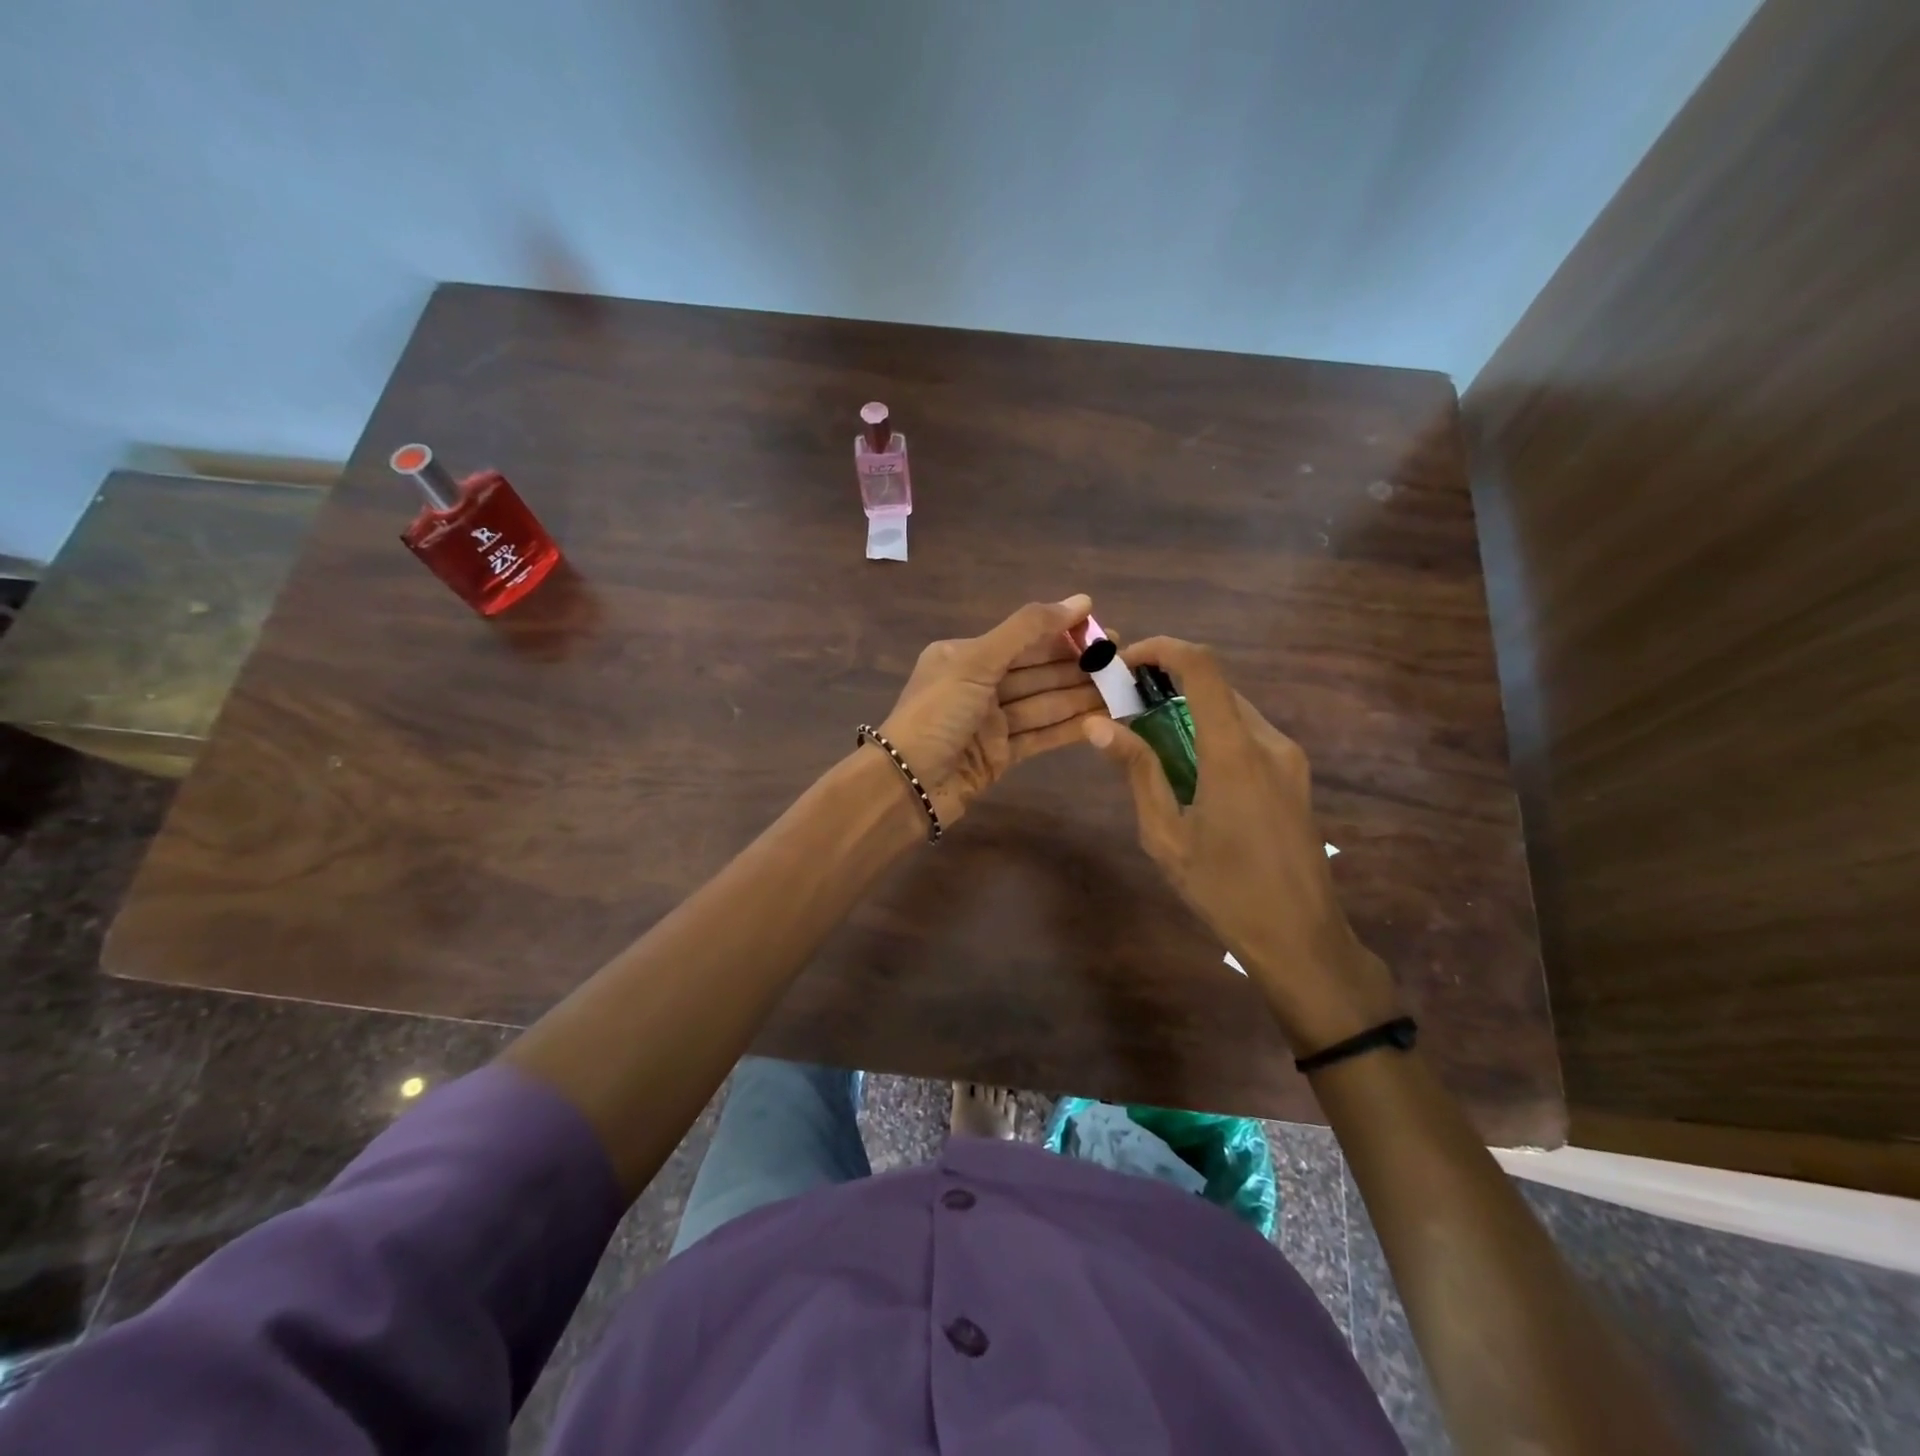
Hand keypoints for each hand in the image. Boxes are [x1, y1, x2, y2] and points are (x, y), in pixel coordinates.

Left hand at [879, 595, 1102, 825]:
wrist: (907, 785)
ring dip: (1081, 697)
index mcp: (966, 656)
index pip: (1024, 640)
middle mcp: (978, 686)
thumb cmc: (937, 714)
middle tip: (1124, 663)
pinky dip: (1069, 728)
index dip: (1065, 635)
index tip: (1105, 632)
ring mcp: (991, 723)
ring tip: (1123, 690)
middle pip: (1038, 672)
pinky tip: (1102, 720)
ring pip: (1044, 704)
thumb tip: (1080, 600)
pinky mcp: (1001, 756)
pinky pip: (1041, 735)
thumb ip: (1027, 630)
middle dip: (1079, 667)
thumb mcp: (976, 661)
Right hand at [1082, 636, 1399, 1051]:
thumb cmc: (1225, 890)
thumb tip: (1097, 725)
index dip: (1161, 649)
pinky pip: (1247, 735)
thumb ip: (1137, 772)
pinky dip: (1211, 732)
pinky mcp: (1295, 775)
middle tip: (1124, 708)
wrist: (1302, 938)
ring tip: (1149, 741)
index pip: (1202, 667)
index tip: (1124, 662)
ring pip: (1231, 709)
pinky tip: (1188, 770)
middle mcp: (1269, 742)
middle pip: (1215, 686)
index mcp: (1234, 752)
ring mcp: (1288, 758)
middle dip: (1167, 684)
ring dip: (1189, 710)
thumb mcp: (1166, 835)